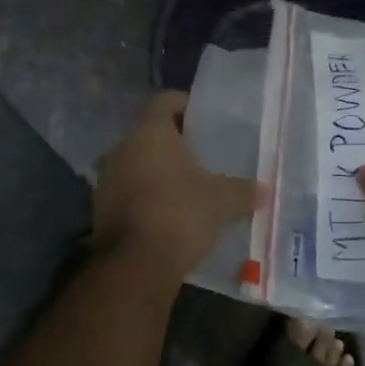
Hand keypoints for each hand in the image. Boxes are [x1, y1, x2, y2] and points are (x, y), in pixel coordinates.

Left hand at [93, 91, 260, 274]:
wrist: (136, 264)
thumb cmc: (181, 214)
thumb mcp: (222, 201)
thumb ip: (243, 190)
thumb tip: (263, 189)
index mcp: (150, 132)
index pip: (165, 101)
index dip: (185, 105)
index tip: (204, 118)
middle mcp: (122, 148)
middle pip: (150, 135)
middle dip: (174, 145)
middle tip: (201, 156)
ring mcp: (107, 179)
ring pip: (137, 165)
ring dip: (158, 173)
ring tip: (187, 188)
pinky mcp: (100, 209)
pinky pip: (128, 193)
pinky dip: (146, 198)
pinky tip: (168, 214)